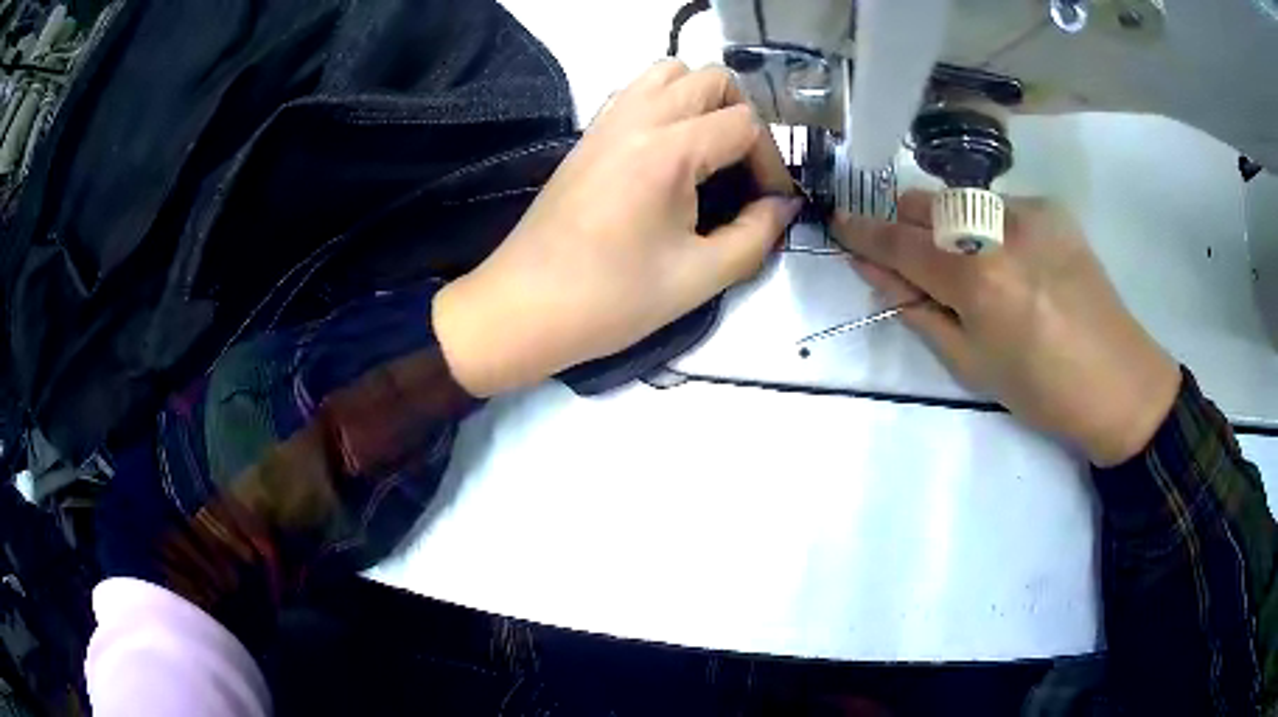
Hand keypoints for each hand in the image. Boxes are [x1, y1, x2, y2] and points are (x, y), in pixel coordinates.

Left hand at [434, 60, 797, 396]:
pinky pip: (637, 91)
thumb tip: (783, 207)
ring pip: (670, 73)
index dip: (771, 162)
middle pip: (712, 79)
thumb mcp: (698, 278)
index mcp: (668, 151)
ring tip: (710, 150)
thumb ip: (756, 236)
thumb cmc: (609, 300)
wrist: (522, 308)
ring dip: (702, 99)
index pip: (745, 124)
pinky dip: (666, 103)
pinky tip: (670, 151)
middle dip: (744, 118)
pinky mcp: (588, 134)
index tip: (771, 204)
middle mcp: (638, 118)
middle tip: (745, 171)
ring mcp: (607, 121)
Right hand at [832, 192, 1180, 466]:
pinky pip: (1000, 209)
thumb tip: (875, 272)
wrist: (1120, 383)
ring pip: (963, 203)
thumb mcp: (970, 364)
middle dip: (904, 223)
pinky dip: (989, 229)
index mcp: (978, 279)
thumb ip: (917, 310)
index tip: (838, 221)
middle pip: (927, 204)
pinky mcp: (1053, 209)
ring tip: (969, 269)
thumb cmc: (1042, 391)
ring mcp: (1030, 212)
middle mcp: (1000, 229)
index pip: (901, 242)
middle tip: (903, 254)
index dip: (863, 232)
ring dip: (947, 227)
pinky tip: (1013, 263)